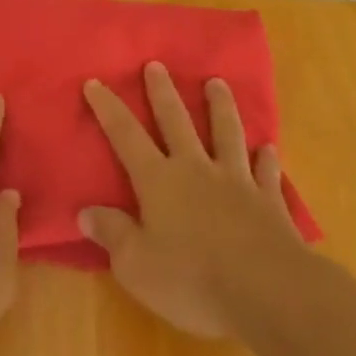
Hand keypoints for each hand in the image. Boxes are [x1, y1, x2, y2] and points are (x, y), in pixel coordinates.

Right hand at [80, 63, 306, 337]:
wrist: (268, 291)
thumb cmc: (193, 280)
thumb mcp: (136, 266)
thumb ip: (112, 234)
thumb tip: (85, 212)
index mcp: (158, 181)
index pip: (126, 136)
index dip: (109, 109)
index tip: (96, 82)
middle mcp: (196, 170)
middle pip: (177, 122)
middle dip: (163, 92)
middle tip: (156, 64)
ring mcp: (236, 182)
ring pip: (226, 134)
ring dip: (221, 107)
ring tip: (217, 82)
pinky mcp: (269, 202)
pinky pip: (266, 173)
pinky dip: (266, 159)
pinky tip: (268, 149)